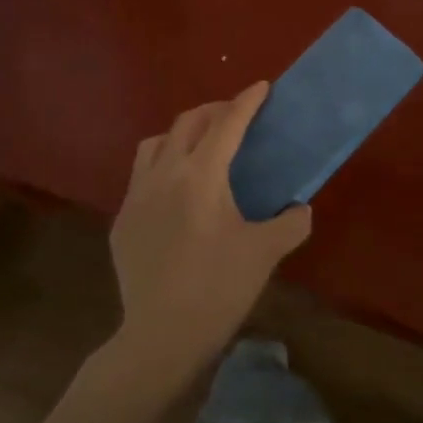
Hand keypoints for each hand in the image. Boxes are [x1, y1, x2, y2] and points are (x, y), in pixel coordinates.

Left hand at [109, 83, 311, 377]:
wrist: (161, 336)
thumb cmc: (218, 288)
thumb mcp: (265, 253)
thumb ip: (291, 223)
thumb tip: (301, 208)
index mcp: (201, 176)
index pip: (227, 125)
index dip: (246, 102)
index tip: (261, 87)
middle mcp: (163, 174)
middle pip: (187, 123)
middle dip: (214, 111)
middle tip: (236, 117)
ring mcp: (136, 196)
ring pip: (155, 143)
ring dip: (181, 134)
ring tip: (200, 148)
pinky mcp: (121, 220)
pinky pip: (141, 176)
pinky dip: (162, 167)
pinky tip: (175, 193)